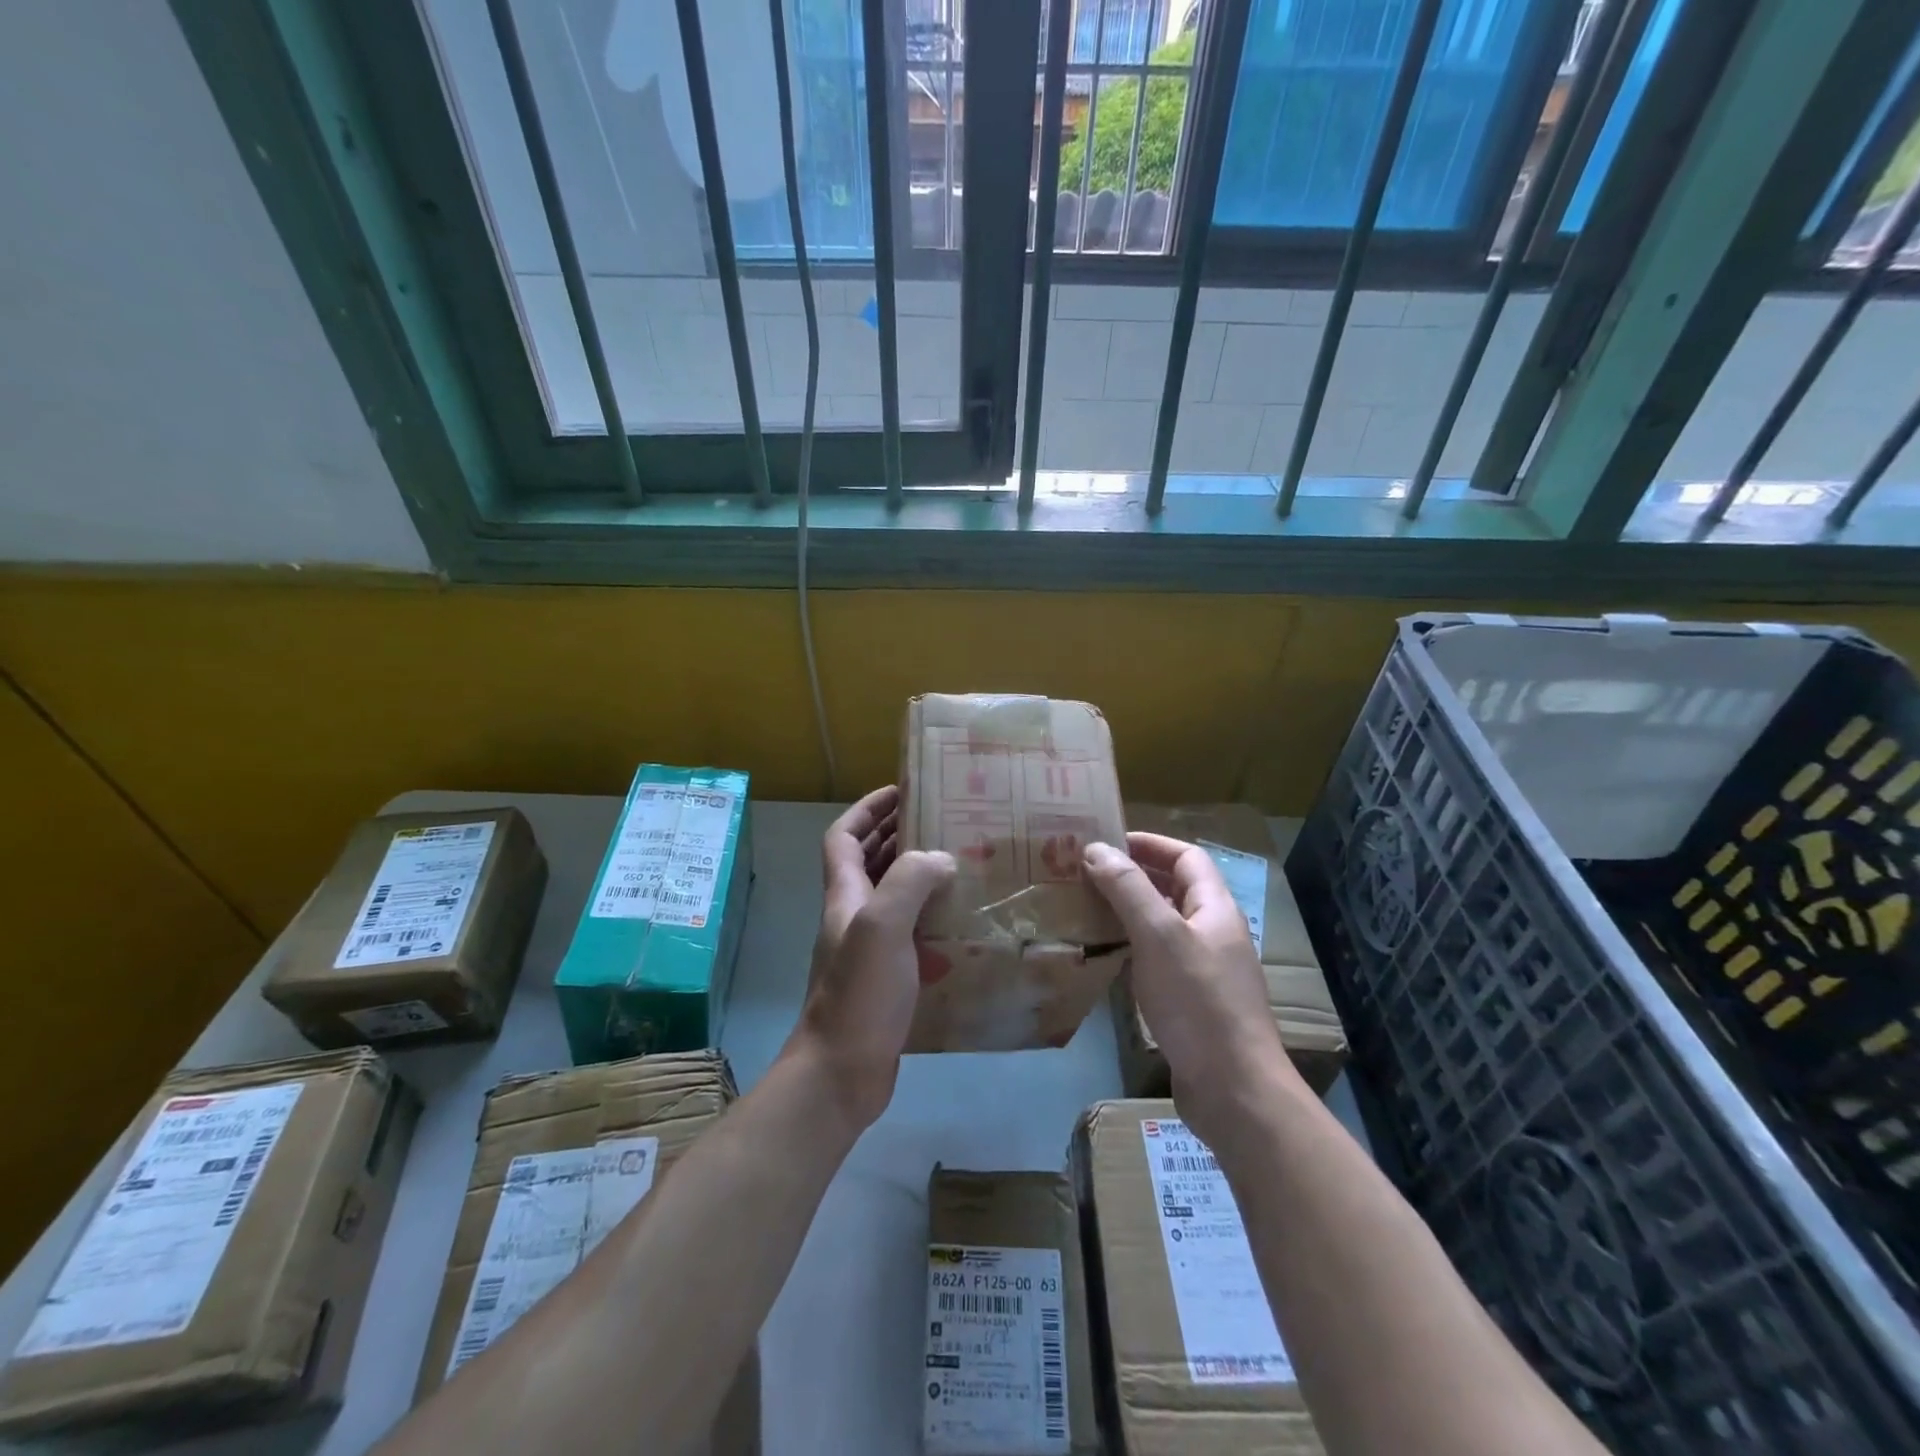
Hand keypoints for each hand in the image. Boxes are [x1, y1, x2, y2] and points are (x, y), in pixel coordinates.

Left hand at [792, 786, 955, 1130]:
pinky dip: (930, 919)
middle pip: (866, 862)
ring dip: (915, 875)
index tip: (901, 791)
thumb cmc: (859, 995)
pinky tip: (960, 924)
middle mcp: (852, 917)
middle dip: (895, 834)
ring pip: (890, 897)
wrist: (841, 1074)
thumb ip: (909, 883)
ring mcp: (867, 950)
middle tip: (939, 821)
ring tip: (957, 862)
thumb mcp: (882, 927)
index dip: (867, 809)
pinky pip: (908, 933)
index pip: (844, 837)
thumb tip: (940, 857)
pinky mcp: (886, 980)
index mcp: (845, 897)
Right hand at [1083, 834, 1301, 1143]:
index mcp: (1216, 909)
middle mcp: (1215, 933)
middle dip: (1134, 875)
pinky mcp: (1194, 1002)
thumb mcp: (1158, 936)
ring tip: (1088, 908)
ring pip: (1165, 925)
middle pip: (1176, 889)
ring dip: (1130, 911)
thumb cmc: (1198, 1002)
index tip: (1106, 843)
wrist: (1234, 1090)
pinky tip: (1108, 956)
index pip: (1186, 857)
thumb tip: (1096, 848)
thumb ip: (1128, 889)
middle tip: (1088, 874)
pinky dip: (1133, 947)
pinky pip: (1160, 958)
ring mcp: (1207, 970)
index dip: (1149, 844)